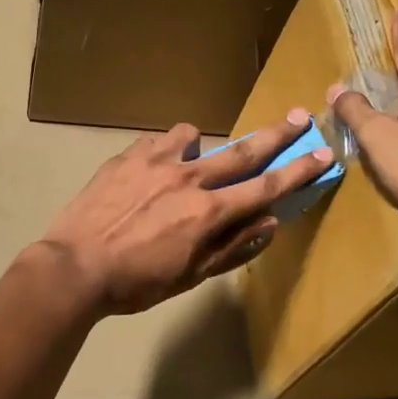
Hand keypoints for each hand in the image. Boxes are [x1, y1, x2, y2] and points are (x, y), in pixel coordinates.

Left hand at [39, 112, 334, 316]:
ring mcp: (156, 162)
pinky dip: (164, 150)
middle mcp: (189, 179)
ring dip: (203, 146)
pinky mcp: (127, 156)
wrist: (74, 267)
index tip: (323, 154)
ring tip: (192, 160)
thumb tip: (270, 223)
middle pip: (242, 151)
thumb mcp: (190, 276)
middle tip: (300, 115)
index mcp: (209, 212)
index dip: (299, 171)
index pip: (266, 188)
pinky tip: (153, 166)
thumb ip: (233, 248)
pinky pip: (156, 141)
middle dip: (276, 135)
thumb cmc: (136, 283)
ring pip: (193, 137)